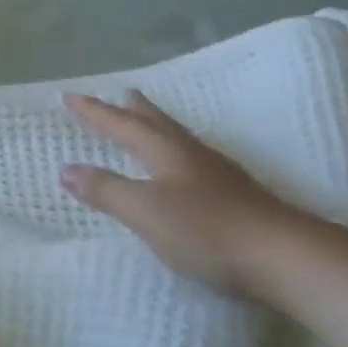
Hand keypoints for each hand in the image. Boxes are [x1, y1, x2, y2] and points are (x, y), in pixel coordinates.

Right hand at [61, 91, 320, 296]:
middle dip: (133, 110)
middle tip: (122, 92)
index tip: (70, 96)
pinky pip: (194, 159)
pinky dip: (176, 152)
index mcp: (165, 151)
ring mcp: (216, 173)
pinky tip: (185, 168)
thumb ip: (106, 190)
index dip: (94, 112)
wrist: (281, 254)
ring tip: (150, 120)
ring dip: (158, 126)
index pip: (121, 125)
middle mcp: (190, 154)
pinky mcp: (234, 195)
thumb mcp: (145, 212)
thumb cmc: (205, 230)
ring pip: (178, 139)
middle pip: (156, 123)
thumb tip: (66, 169)